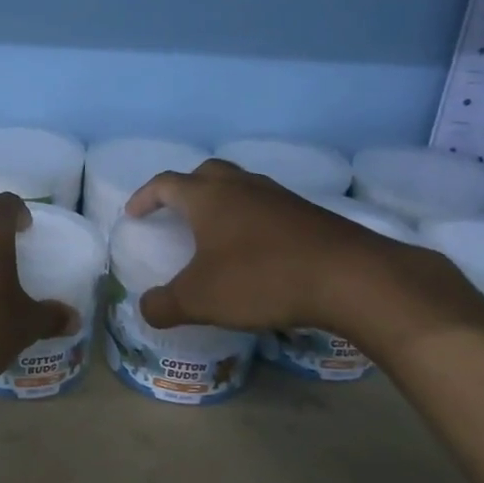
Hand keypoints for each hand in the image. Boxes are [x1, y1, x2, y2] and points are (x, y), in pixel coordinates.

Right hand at [124, 160, 483, 349]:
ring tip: (216, 232)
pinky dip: (253, 219)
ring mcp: (279, 197)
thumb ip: (164, 305)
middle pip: (205, 173)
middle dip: (185, 189)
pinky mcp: (309, 214)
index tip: (133, 215)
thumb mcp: (201, 300)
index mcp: (207, 197)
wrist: (350, 277)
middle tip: (176, 213)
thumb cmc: (261, 279)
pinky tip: (258, 249)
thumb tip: (143, 308)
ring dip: (223, 202)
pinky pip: (269, 206)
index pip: (165, 184)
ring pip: (241, 186)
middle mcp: (241, 186)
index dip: (144, 197)